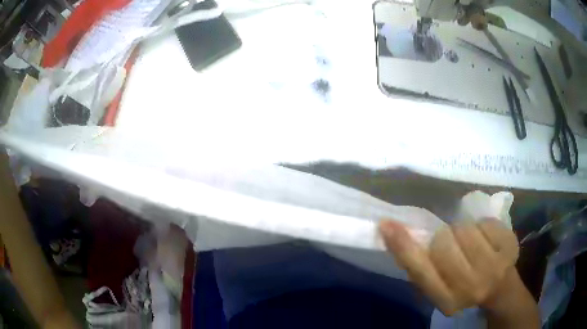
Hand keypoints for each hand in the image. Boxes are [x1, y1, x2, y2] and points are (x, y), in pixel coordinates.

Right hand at [379, 219, 518, 315]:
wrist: (500, 289)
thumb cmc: (464, 287)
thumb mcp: (439, 286)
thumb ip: (422, 266)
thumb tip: (397, 233)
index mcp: (446, 300)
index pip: (420, 270)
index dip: (403, 246)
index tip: (387, 224)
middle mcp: (470, 287)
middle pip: (443, 242)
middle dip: (444, 238)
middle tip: (453, 245)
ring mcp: (494, 267)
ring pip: (464, 229)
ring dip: (464, 232)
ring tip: (472, 244)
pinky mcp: (510, 247)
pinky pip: (485, 222)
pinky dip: (483, 227)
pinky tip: (488, 241)